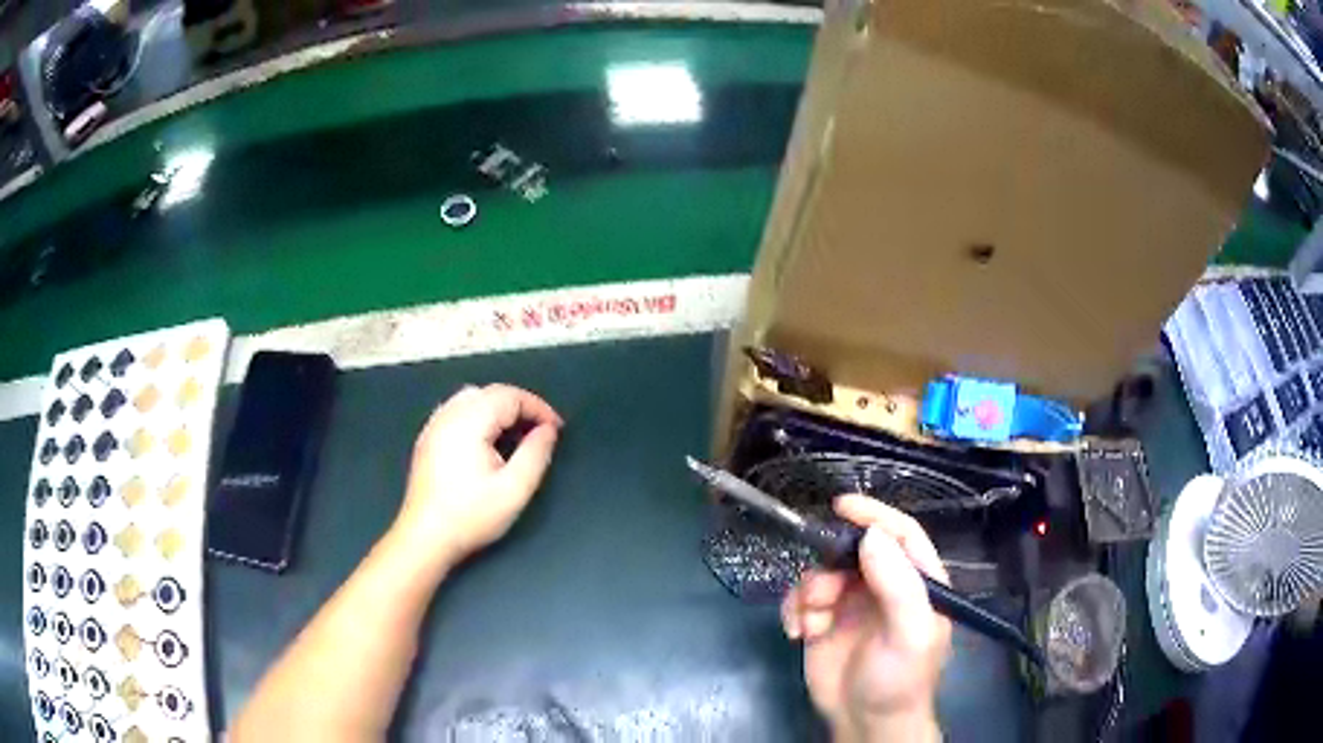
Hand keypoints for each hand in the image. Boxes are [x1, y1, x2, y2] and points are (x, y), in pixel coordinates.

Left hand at [392, 384, 562, 568]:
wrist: (426, 537)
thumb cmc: (470, 516)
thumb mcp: (514, 489)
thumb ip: (535, 454)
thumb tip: (548, 430)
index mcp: (469, 422)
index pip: (510, 396)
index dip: (538, 408)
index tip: (556, 429)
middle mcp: (448, 415)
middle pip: (490, 392)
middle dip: (520, 406)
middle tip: (541, 431)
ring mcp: (434, 426)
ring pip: (472, 398)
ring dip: (499, 409)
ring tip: (517, 434)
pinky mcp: (427, 439)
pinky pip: (457, 411)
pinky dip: (479, 415)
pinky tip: (487, 440)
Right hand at [781, 496, 950, 742]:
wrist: (864, 723)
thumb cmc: (899, 679)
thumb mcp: (909, 634)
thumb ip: (897, 584)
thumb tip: (871, 535)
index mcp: (917, 582)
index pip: (901, 535)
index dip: (875, 515)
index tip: (842, 506)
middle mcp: (885, 586)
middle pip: (853, 551)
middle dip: (830, 566)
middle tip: (822, 595)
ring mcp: (851, 604)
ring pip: (821, 573)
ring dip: (809, 594)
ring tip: (811, 625)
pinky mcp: (822, 622)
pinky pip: (800, 599)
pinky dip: (793, 611)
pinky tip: (795, 634)